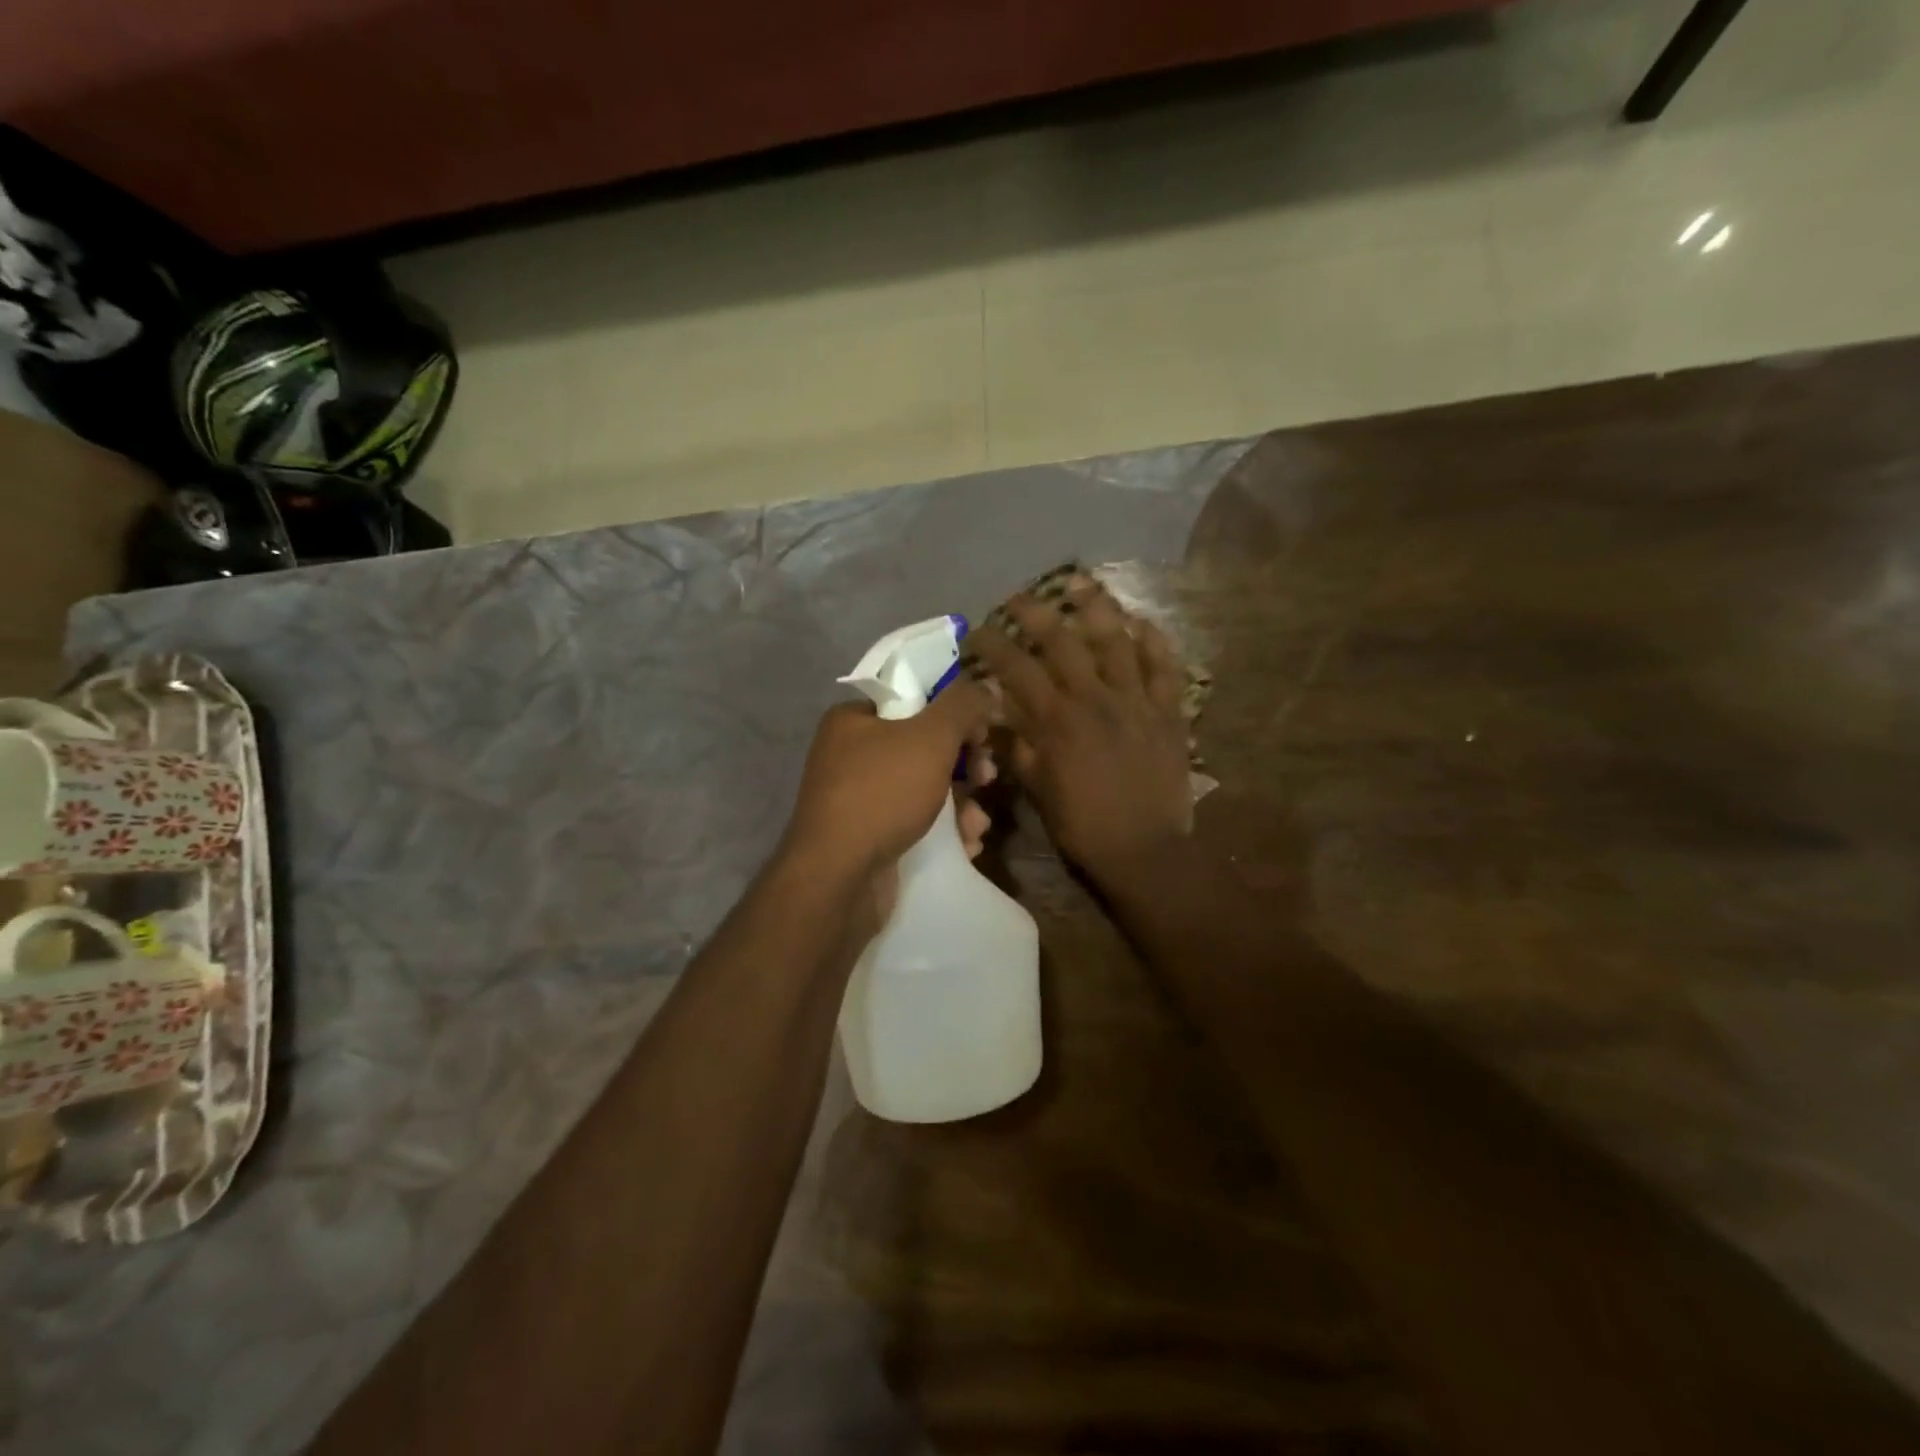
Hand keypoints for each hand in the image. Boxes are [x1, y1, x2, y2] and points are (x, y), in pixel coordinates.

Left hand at [783, 680, 995, 895]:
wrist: (838, 877)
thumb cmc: (883, 793)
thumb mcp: (931, 738)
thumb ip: (963, 705)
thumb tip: (986, 685)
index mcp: (854, 720)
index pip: (913, 700)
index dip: (953, 713)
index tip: (982, 734)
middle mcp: (850, 754)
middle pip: (923, 747)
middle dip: (964, 766)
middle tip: (986, 779)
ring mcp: (857, 799)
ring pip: (924, 789)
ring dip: (960, 805)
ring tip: (976, 826)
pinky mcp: (867, 836)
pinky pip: (913, 822)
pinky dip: (943, 832)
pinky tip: (965, 846)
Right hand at [970, 580, 1192, 886]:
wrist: (1144, 851)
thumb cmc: (1083, 825)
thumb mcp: (1037, 790)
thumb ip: (1017, 747)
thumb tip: (997, 714)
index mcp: (1057, 721)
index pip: (1016, 669)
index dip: (993, 644)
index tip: (976, 632)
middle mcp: (1094, 699)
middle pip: (1062, 641)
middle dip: (1035, 612)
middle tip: (1018, 597)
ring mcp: (1136, 701)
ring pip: (1116, 640)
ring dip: (1096, 607)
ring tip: (1080, 583)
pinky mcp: (1168, 712)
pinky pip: (1165, 666)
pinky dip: (1154, 641)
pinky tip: (1140, 622)